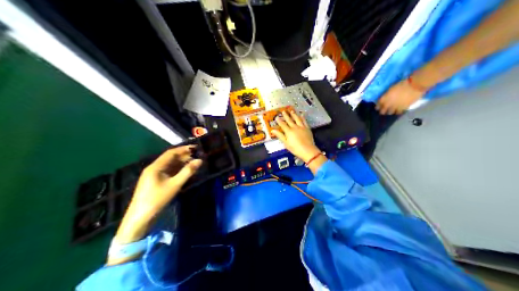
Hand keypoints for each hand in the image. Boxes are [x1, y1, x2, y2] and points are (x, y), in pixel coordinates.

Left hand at [114, 146, 201, 244]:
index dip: (184, 149)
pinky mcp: (154, 182)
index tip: (196, 147)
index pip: (171, 153)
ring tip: (193, 163)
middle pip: (170, 158)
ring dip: (181, 163)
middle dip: (183, 156)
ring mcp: (153, 176)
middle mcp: (153, 168)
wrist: (140, 217)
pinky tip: (184, 172)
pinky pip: (167, 172)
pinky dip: (176, 171)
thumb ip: (187, 172)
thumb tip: (199, 160)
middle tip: (197, 155)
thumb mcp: (175, 185)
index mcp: (155, 166)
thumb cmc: (157, 199)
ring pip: (169, 166)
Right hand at [272, 110, 320, 161]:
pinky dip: (302, 117)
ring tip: (291, 111)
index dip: (279, 121)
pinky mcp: (307, 128)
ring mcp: (301, 127)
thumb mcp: (286, 143)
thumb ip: (280, 136)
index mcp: (289, 131)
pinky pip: (304, 121)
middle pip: (289, 120)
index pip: (283, 125)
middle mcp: (295, 127)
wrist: (307, 150)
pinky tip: (301, 114)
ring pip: (297, 119)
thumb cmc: (295, 148)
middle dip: (286, 115)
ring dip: (294, 114)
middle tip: (283, 111)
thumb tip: (272, 130)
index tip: (277, 117)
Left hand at [378, 80, 425, 115]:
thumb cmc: (403, 84)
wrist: (415, 86)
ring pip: (390, 112)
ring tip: (390, 111)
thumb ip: (387, 95)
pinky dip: (397, 112)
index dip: (377, 106)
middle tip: (382, 111)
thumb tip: (385, 98)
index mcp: (385, 98)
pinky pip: (398, 112)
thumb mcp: (391, 88)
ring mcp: (396, 107)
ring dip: (389, 112)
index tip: (377, 107)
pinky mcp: (403, 108)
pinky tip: (397, 111)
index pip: (378, 105)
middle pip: (383, 111)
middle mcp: (389, 104)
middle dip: (382, 111)